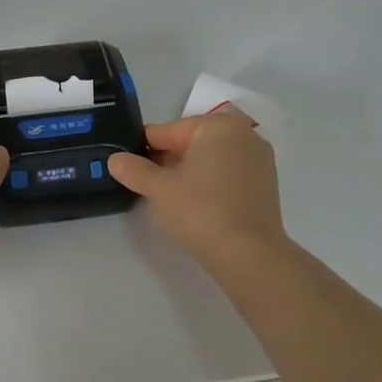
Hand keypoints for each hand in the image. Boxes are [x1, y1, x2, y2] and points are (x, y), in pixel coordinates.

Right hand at [109, 112, 288, 270]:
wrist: (249, 256)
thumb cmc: (201, 211)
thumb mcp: (159, 189)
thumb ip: (134, 170)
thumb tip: (115, 159)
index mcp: (218, 125)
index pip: (168, 131)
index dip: (145, 149)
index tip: (129, 167)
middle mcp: (243, 134)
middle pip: (191, 143)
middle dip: (168, 161)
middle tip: (147, 186)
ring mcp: (259, 160)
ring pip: (210, 159)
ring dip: (189, 173)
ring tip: (170, 198)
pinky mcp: (266, 185)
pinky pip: (228, 175)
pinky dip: (210, 184)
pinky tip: (197, 206)